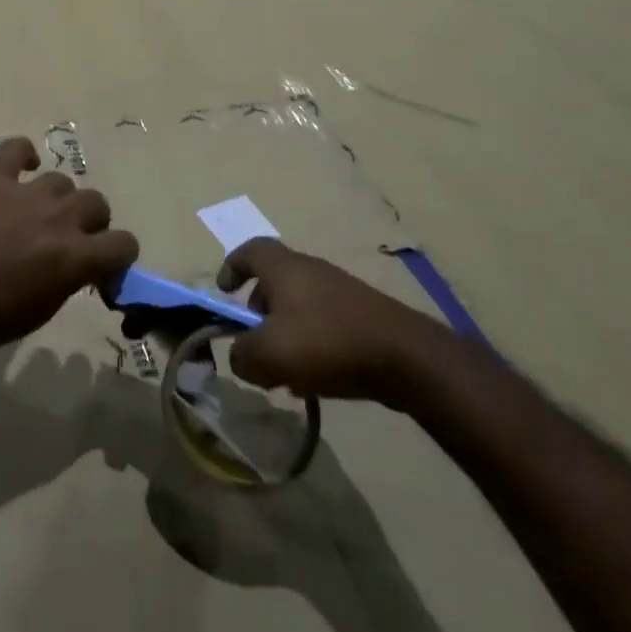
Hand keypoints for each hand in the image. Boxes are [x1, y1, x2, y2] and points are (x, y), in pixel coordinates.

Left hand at [0, 137, 139, 357]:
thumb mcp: (47, 307)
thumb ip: (73, 277)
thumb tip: (82, 264)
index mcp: (76, 256)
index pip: (124, 243)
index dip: (119, 255)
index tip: (104, 266)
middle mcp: (59, 218)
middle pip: (96, 202)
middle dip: (90, 222)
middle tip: (70, 239)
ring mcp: (25, 194)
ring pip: (61, 181)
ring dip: (57, 199)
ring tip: (39, 214)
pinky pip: (14, 149)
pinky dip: (22, 153)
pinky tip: (23, 166)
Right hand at [217, 239, 450, 405]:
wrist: (406, 357)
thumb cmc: (326, 343)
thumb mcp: (269, 355)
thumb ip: (242, 355)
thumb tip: (240, 355)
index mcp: (283, 268)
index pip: (250, 250)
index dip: (232, 267)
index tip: (224, 292)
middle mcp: (310, 270)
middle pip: (274, 283)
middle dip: (259, 314)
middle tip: (255, 346)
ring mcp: (340, 291)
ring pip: (299, 308)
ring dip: (286, 336)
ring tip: (286, 374)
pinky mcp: (363, 315)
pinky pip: (325, 324)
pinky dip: (312, 346)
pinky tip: (317, 381)